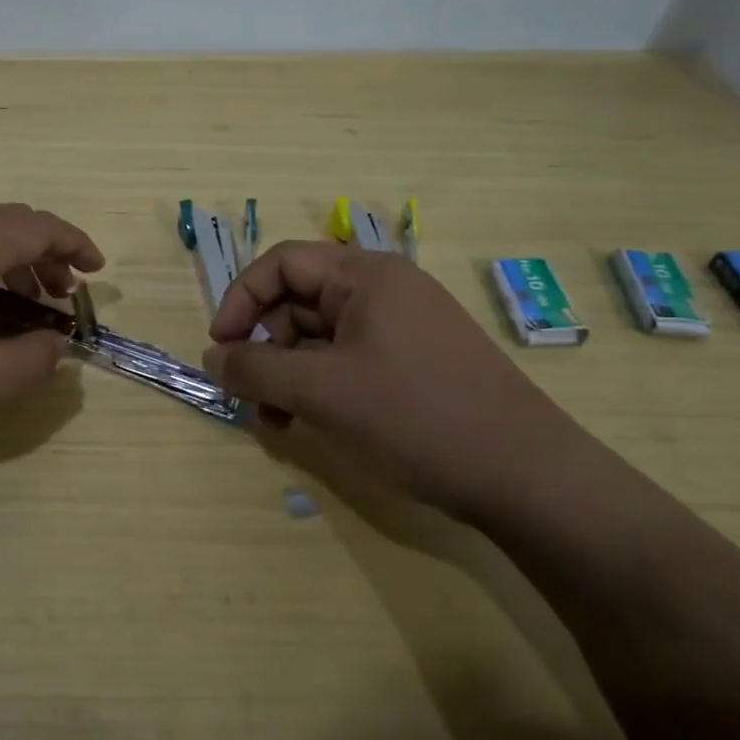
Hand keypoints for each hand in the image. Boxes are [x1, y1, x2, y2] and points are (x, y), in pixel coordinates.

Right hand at [202, 242, 600, 520]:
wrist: (525, 476)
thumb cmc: (417, 418)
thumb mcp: (324, 392)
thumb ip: (257, 368)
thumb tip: (213, 356)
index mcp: (366, 275)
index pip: (281, 264)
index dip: (241, 300)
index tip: (221, 348)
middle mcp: (384, 289)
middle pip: (299, 300)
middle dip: (266, 346)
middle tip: (250, 397)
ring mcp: (402, 326)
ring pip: (321, 335)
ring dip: (289, 372)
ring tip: (278, 421)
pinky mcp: (413, 361)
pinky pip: (348, 359)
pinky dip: (320, 385)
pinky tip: (310, 422)